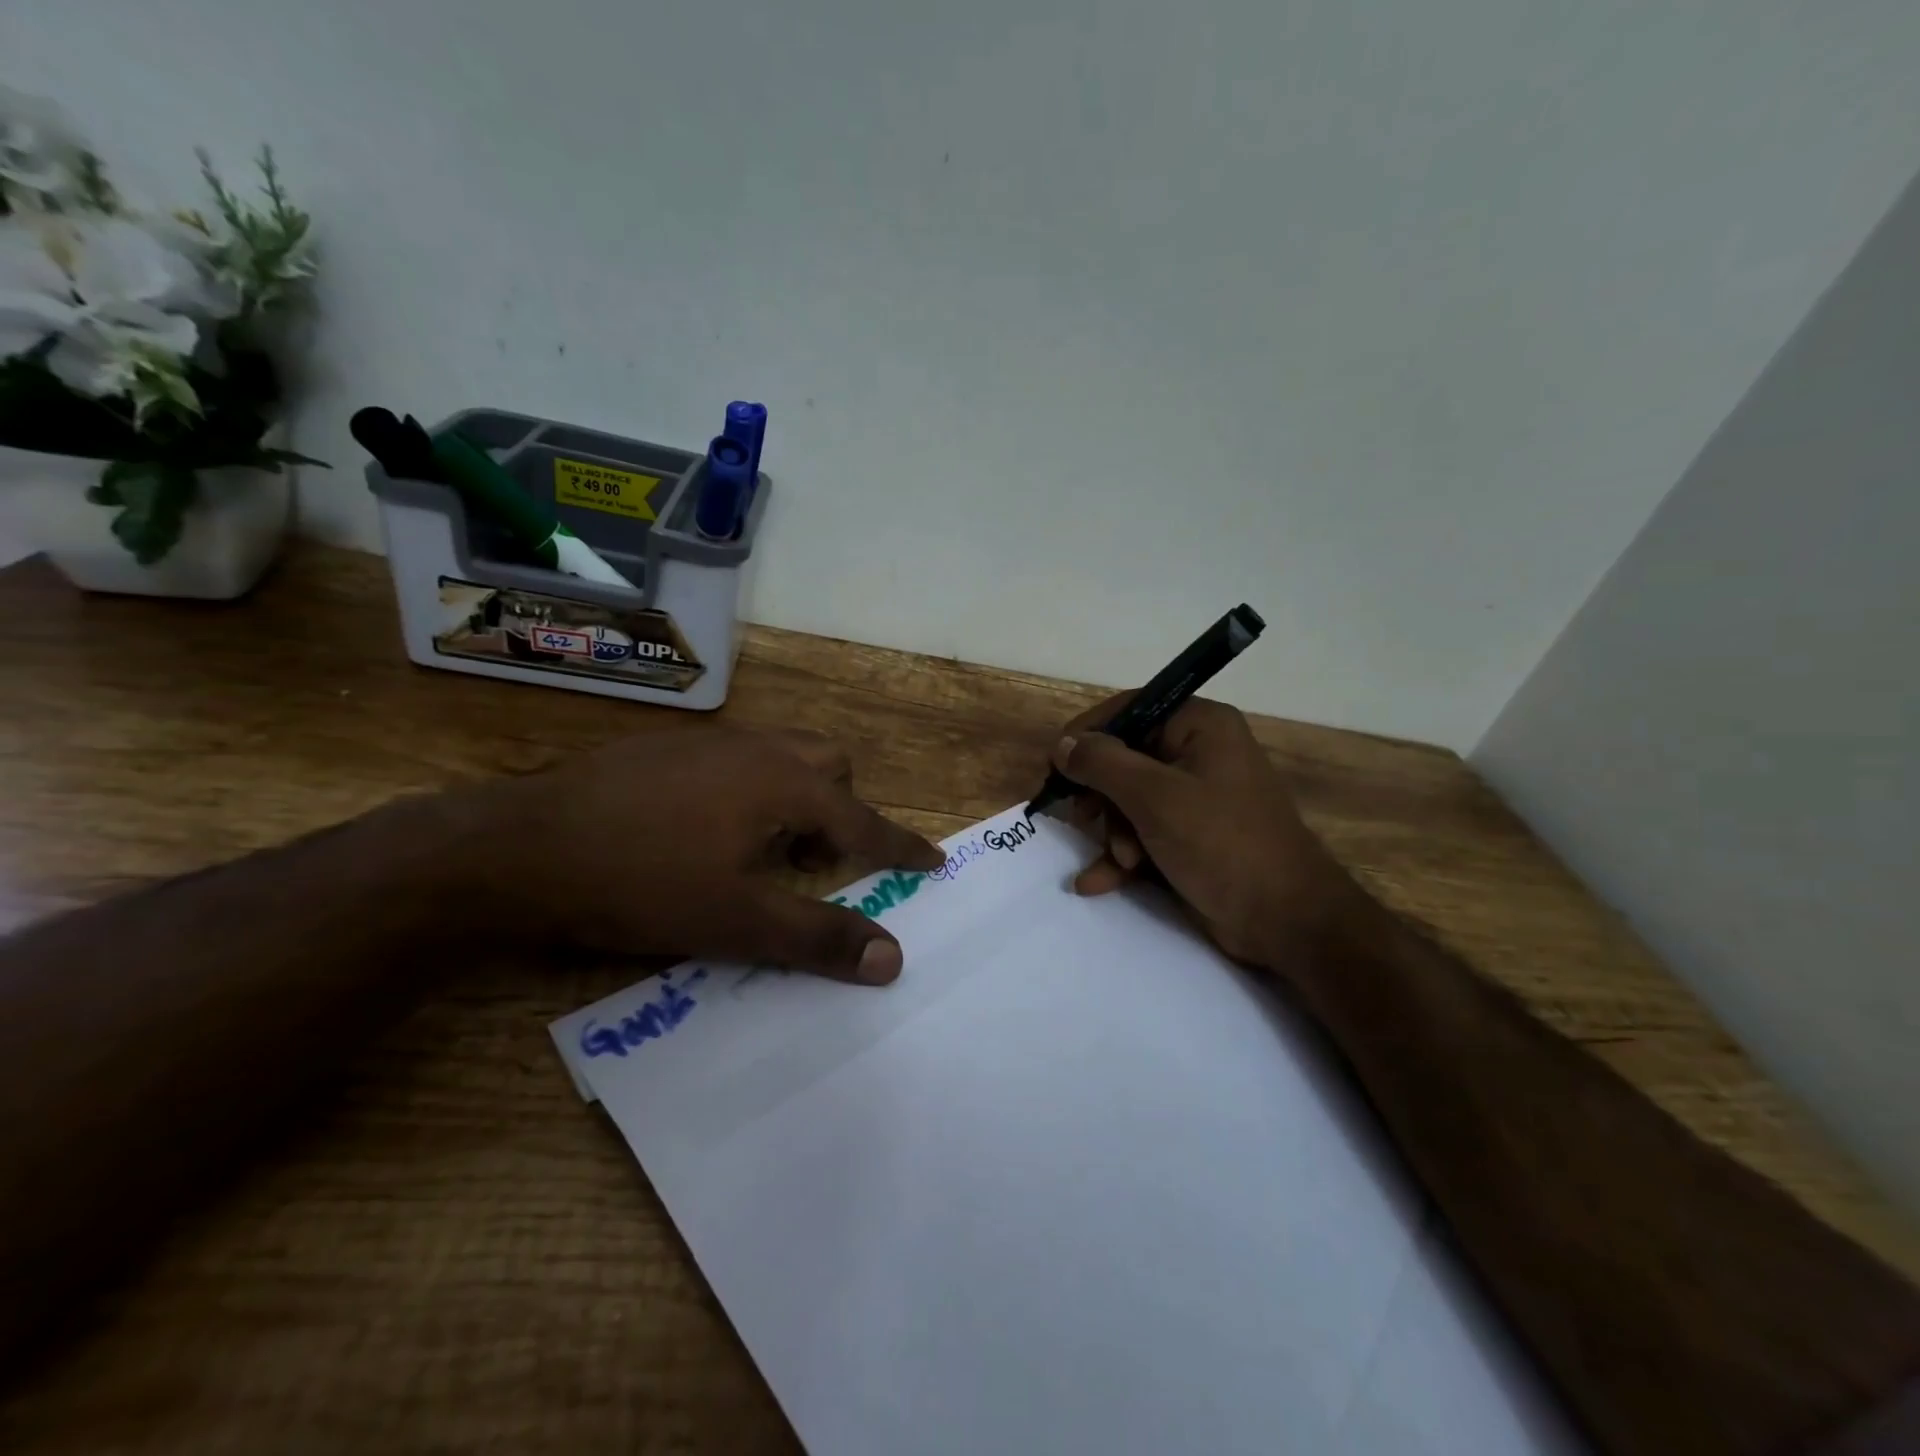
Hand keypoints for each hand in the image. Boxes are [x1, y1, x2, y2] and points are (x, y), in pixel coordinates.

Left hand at [470, 727, 943, 982]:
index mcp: (786, 785)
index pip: (864, 821)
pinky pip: (738, 760)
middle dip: (841, 808)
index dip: (902, 846)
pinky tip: (706, 831)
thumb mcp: (738, 922)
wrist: (521, 846)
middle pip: (830, 765)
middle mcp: (757, 749)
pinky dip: (751, 791)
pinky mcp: (667, 749)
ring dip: (795, 798)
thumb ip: (819, 937)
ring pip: (782, 756)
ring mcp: (709, 743)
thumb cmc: (643, 883)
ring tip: (765, 849)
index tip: (934, 861)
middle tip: (818, 860)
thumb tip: (892, 958)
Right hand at [1048, 696, 1363, 968]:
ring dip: (1114, 834)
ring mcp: (1195, 798)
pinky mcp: (1190, 837)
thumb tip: (1063, 744)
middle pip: (1124, 759)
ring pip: (1128, 802)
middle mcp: (1197, 753)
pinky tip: (1095, 883)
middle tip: (1084, 819)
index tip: (1054, 764)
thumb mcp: (1155, 798)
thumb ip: (1102, 765)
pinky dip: (1120, 857)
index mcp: (1199, 726)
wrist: (1286, 921)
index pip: (1129, 710)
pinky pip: (1142, 833)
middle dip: (1103, 798)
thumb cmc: (1222, 844)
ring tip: (1123, 862)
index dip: (1088, 735)